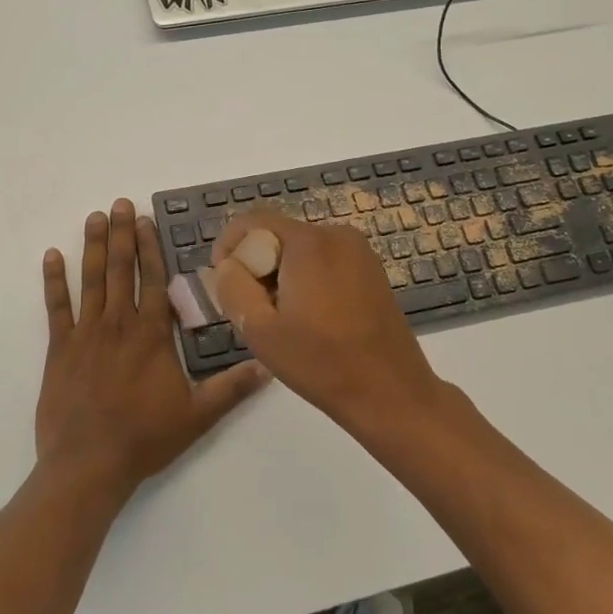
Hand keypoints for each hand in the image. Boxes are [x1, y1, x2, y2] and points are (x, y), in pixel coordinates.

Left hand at [36, 199, 270, 503]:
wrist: (88, 464)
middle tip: (120, 203)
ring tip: (95, 217)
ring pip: (91, 280)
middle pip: (121, 270)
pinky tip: (52, 256)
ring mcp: (85, 334)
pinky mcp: (59, 349)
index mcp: (151, 335)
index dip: (149, 248)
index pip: (153, 280)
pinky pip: (56, 307)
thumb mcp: (198, 416)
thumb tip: (270, 366)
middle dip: (122, 234)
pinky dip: (53, 281)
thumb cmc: (145, 438)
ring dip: (94, 246)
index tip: (146, 220)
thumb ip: (232, 387)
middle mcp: (118, 324)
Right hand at [206, 210, 452, 432]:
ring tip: (280, 317)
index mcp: (309, 242)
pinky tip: (309, 317)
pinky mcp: (371, 270)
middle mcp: (336, 234)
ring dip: (281, 273)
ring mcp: (359, 251)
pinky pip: (325, 260)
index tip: (222, 280)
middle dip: (256, 264)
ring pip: (300, 249)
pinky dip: (306, 278)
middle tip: (251, 307)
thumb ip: (232, 287)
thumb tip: (228, 265)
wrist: (390, 392)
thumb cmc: (321, 362)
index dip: (228, 245)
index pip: (253, 220)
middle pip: (278, 234)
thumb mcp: (259, 329)